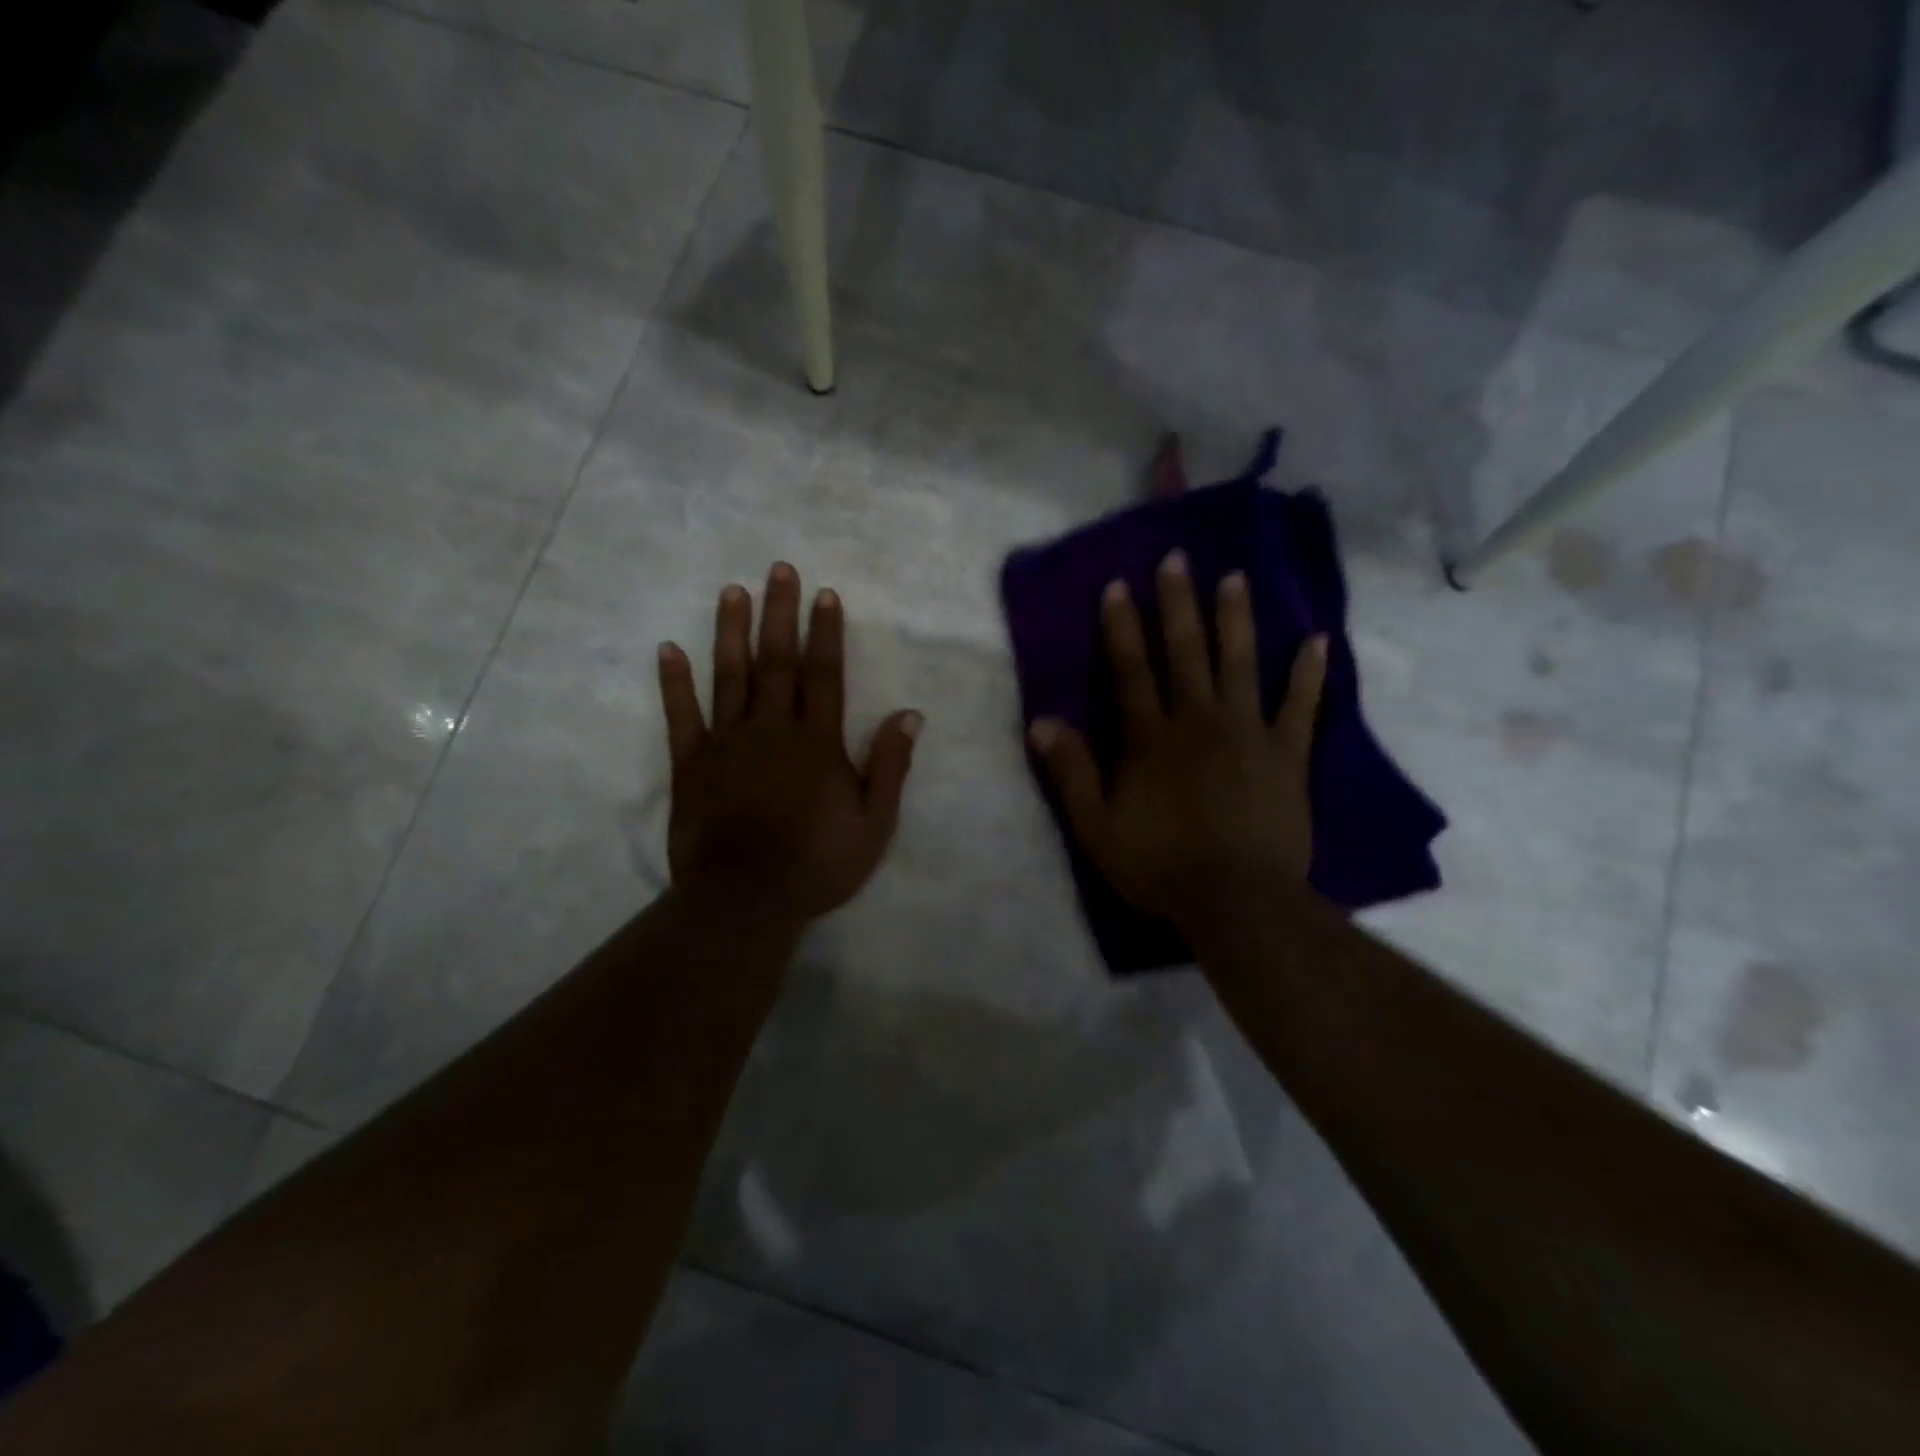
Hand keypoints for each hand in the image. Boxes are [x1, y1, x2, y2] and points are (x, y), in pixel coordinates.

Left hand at [657, 563, 921, 925]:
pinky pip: (681, 716)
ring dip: (731, 631)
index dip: (826, 632)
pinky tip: (668, 649)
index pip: (824, 674)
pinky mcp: (691, 764)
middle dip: (781, 612)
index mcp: (817, 741)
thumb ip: (890, 765)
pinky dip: (674, 682)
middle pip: (777, 661)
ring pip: (730, 676)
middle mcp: (771, 728)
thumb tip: (909, 714)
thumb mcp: (874, 822)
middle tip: (779, 569)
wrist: (745, 899)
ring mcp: (726, 743)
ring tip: (732, 592)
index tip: (825, 594)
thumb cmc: (817, 863)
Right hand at [1028, 551, 1325, 940]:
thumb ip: (1071, 772)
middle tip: (1178, 558)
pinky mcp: (1288, 754)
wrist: (1238, 901)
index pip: (1131, 669)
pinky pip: (1302, 706)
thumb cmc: (1160, 866)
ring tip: (1235, 578)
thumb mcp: (1096, 827)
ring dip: (1236, 619)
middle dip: (1178, 603)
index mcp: (1150, 738)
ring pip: (1240, 664)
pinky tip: (1318, 640)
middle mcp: (1198, 720)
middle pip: (1186, 652)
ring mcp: (1248, 733)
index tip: (1119, 585)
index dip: (1122, 627)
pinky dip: (1310, 673)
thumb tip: (1040, 721)